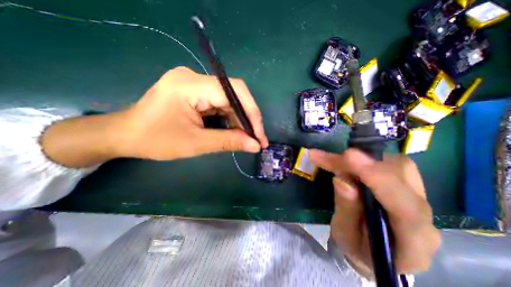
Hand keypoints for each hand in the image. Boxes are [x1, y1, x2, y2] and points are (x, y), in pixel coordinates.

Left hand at [120, 67, 268, 160]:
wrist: (125, 135)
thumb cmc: (155, 140)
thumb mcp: (195, 143)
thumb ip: (228, 142)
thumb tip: (255, 145)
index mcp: (190, 85)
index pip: (233, 91)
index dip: (251, 113)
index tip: (259, 135)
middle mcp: (194, 78)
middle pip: (234, 95)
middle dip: (248, 119)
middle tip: (256, 139)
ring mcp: (195, 84)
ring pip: (229, 100)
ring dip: (240, 120)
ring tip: (247, 138)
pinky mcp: (195, 92)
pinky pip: (221, 103)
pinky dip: (230, 118)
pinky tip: (234, 131)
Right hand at [309, 150, 440, 274]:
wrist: (373, 248)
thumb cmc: (358, 246)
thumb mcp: (345, 235)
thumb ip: (346, 210)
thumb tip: (342, 180)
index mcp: (413, 241)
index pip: (404, 206)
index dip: (376, 178)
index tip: (348, 157)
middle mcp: (422, 214)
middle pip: (400, 176)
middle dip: (360, 163)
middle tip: (328, 158)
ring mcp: (416, 195)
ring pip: (394, 164)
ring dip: (359, 158)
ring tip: (333, 160)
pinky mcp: (404, 183)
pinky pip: (385, 163)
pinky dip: (361, 158)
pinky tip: (343, 160)